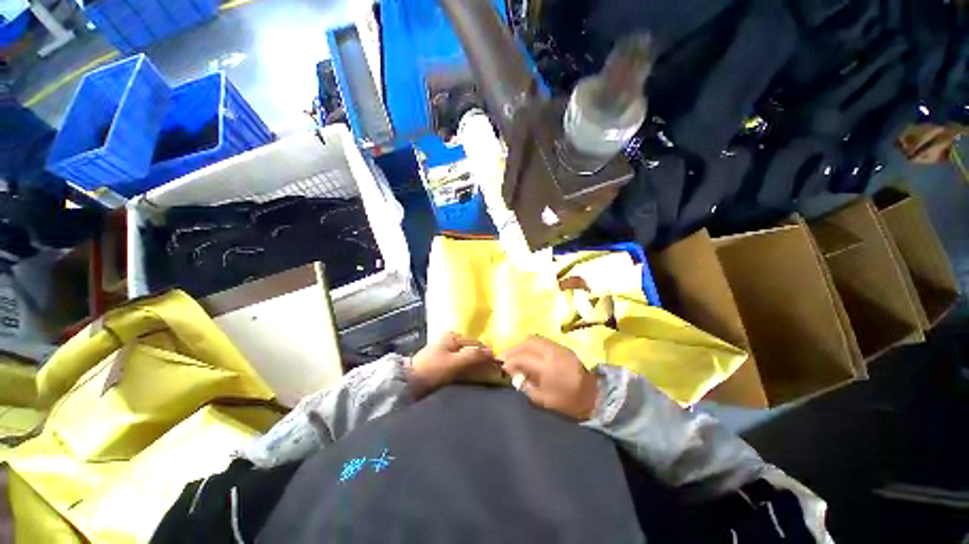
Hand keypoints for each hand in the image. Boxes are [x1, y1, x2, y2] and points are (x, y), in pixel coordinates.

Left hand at [410, 333, 497, 397]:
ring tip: (481, 377)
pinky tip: (470, 378)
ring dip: (474, 366)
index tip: (496, 368)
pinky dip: (466, 369)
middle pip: (472, 349)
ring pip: (466, 357)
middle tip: (489, 374)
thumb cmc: (432, 371)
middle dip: (481, 360)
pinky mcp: (442, 361)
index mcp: (453, 336)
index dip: (487, 354)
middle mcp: (450, 340)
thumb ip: (473, 356)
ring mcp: (446, 350)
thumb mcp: (454, 363)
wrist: (408, 384)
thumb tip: (493, 353)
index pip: (477, 343)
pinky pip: (460, 363)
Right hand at [501, 335, 598, 420]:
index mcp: (548, 368)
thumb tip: (515, 375)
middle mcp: (552, 352)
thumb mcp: (544, 400)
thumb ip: (527, 386)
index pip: (523, 357)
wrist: (594, 396)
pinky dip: (531, 344)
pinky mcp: (562, 347)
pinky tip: (527, 351)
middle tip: (505, 356)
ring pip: (534, 338)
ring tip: (514, 353)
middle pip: (527, 342)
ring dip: (521, 344)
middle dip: (513, 348)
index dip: (510, 361)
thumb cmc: (569, 402)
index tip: (502, 366)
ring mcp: (558, 347)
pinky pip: (542, 340)